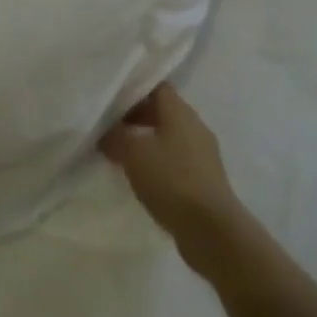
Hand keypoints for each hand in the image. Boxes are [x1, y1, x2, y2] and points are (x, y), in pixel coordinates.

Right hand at [101, 84, 247, 272]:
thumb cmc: (171, 180)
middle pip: (161, 111)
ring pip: (168, 137)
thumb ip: (115, 136)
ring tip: (119, 155)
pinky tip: (141, 178)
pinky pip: (176, 161)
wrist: (211, 229)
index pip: (156, 87)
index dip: (132, 90)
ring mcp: (202, 154)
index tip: (110, 99)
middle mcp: (194, 126)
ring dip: (145, 143)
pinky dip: (157, 164)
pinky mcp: (204, 179)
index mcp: (180, 111)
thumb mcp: (133, 153)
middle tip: (109, 128)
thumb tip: (105, 131)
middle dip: (135, 118)